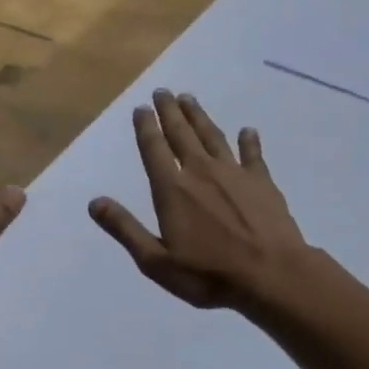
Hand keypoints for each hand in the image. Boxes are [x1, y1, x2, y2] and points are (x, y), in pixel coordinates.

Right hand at [89, 91, 312, 316]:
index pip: (154, 149)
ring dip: (199, 117)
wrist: (273, 277)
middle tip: (162, 92)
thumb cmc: (208, 274)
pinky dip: (249, 141)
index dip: (145, 127)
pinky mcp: (263, 183)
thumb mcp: (155, 261)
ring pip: (212, 136)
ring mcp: (234, 174)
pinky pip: (253, 155)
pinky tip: (247, 131)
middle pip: (181, 134)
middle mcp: (200, 172)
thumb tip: (95, 202)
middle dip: (169, 112)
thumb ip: (125, 228)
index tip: (141, 108)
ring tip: (189, 99)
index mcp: (172, 189)